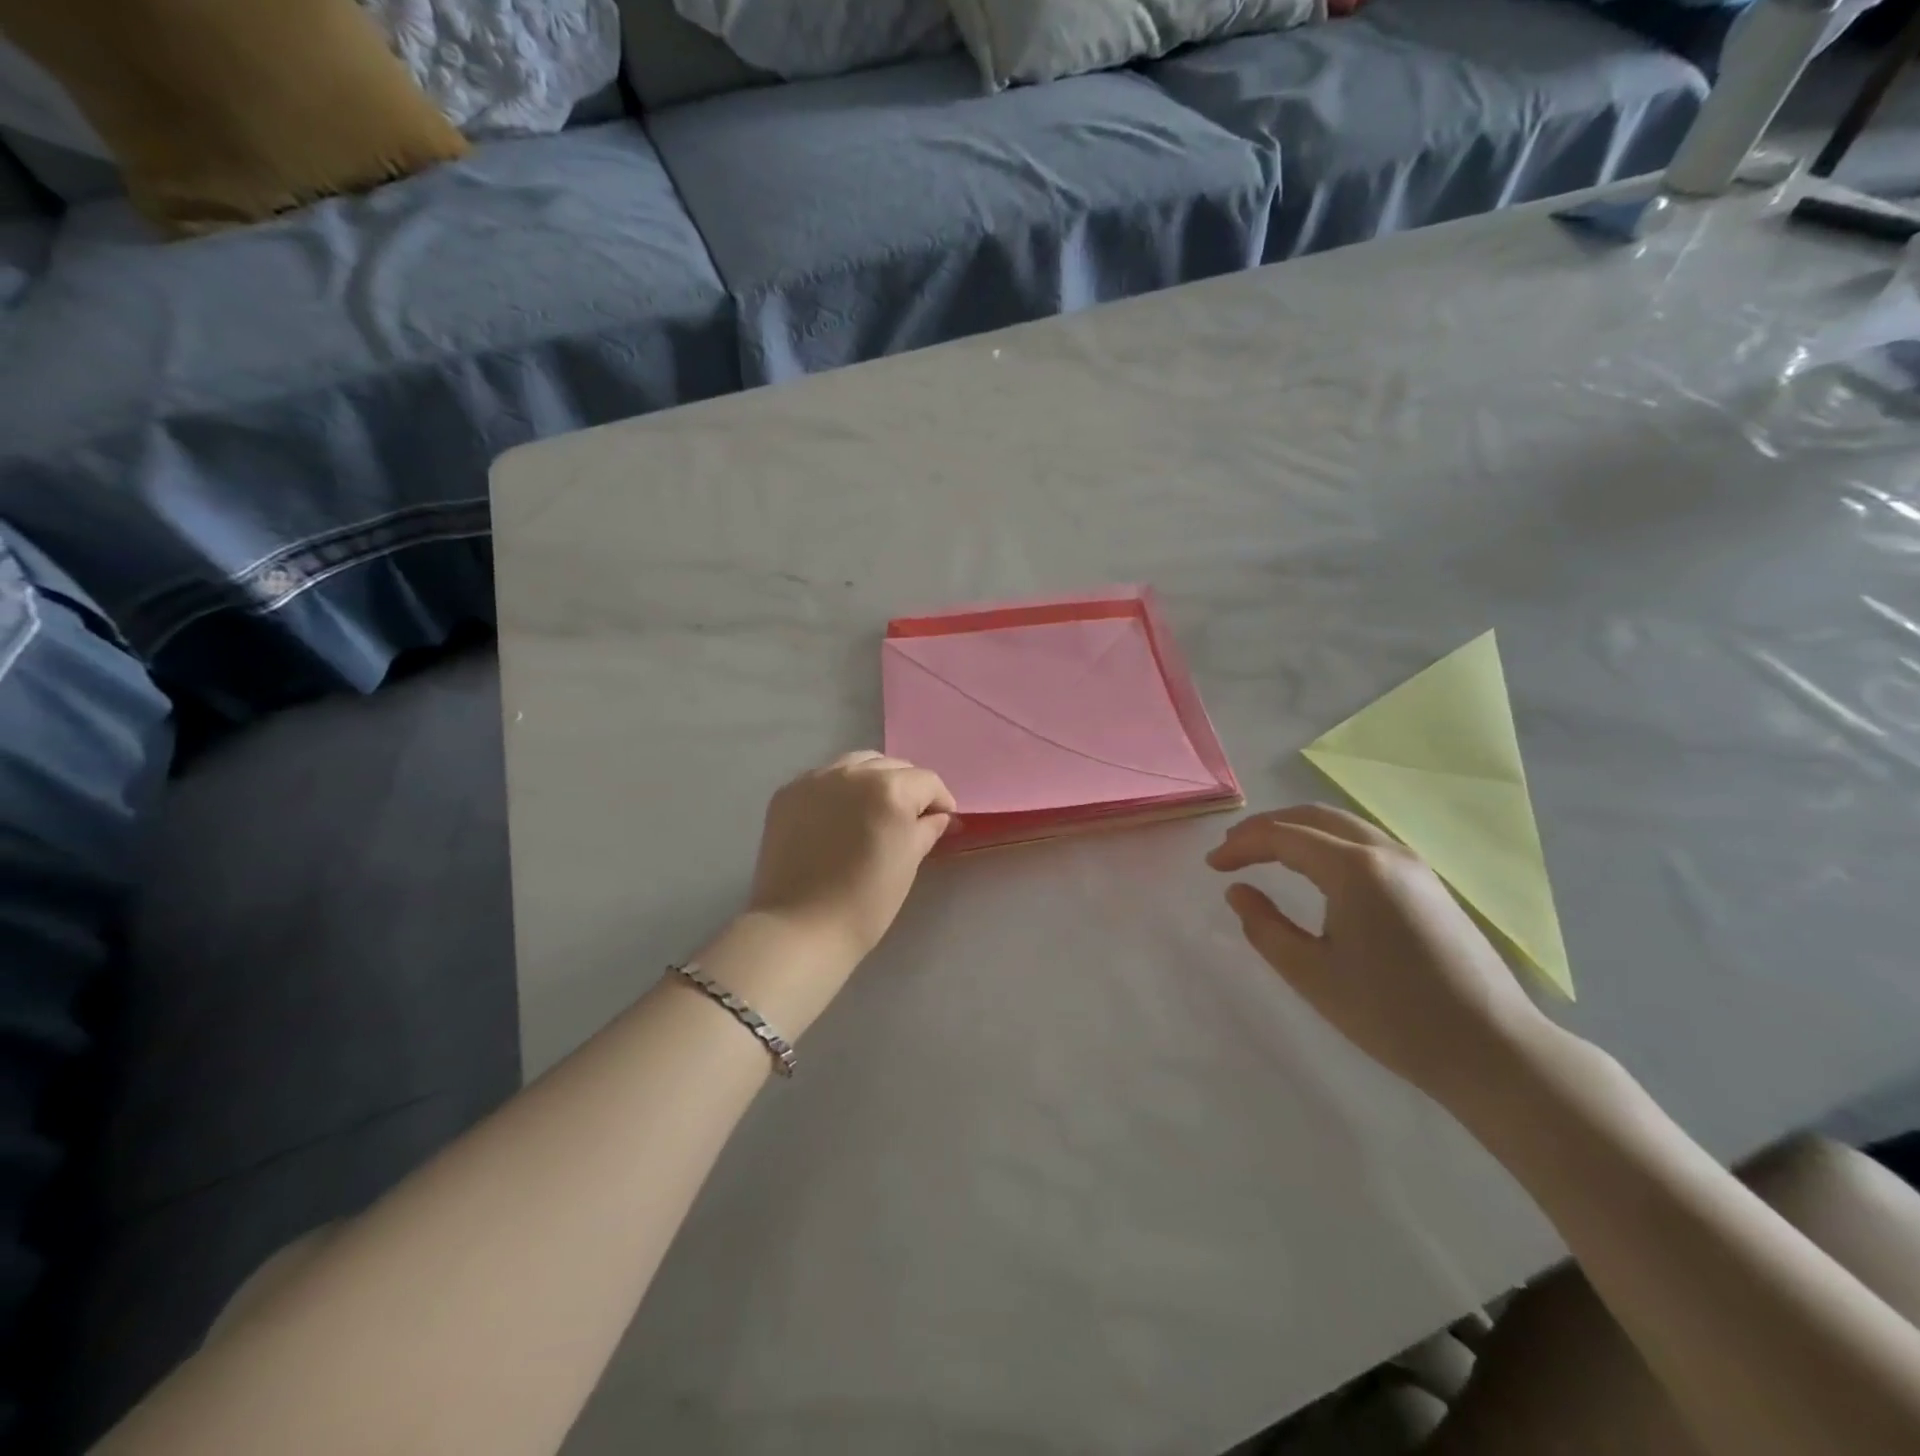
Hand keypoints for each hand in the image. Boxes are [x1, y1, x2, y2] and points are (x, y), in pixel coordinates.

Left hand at [748, 752, 956, 964]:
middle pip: (892, 766)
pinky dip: (839, 790)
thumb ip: (927, 829)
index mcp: (890, 789)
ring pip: (856, 764)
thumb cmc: (866, 901)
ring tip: (872, 812)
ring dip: (872, 781)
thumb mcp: (908, 862)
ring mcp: (816, 779)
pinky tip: (837, 817)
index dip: (940, 801)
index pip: (927, 781)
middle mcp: (853, 773)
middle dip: (907, 788)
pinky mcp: (788, 793)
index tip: (941, 822)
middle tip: (908, 819)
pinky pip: (824, 778)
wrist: (800, 927)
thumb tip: (939, 816)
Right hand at [1207, 805, 1555, 1107]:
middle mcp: (1385, 852)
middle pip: (1313, 816)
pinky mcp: (1429, 883)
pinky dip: (1327, 842)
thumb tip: (1238, 891)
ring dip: (1297, 831)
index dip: (1241, 845)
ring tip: (1265, 855)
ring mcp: (1414, 864)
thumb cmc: (1392, 1015)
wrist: (1493, 1050)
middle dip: (1266, 828)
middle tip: (1232, 851)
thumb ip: (1264, 927)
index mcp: (1354, 868)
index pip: (1283, 836)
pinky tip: (1315, 870)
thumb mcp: (1312, 975)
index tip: (1212, 866)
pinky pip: (1365, 842)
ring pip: (1342, 825)